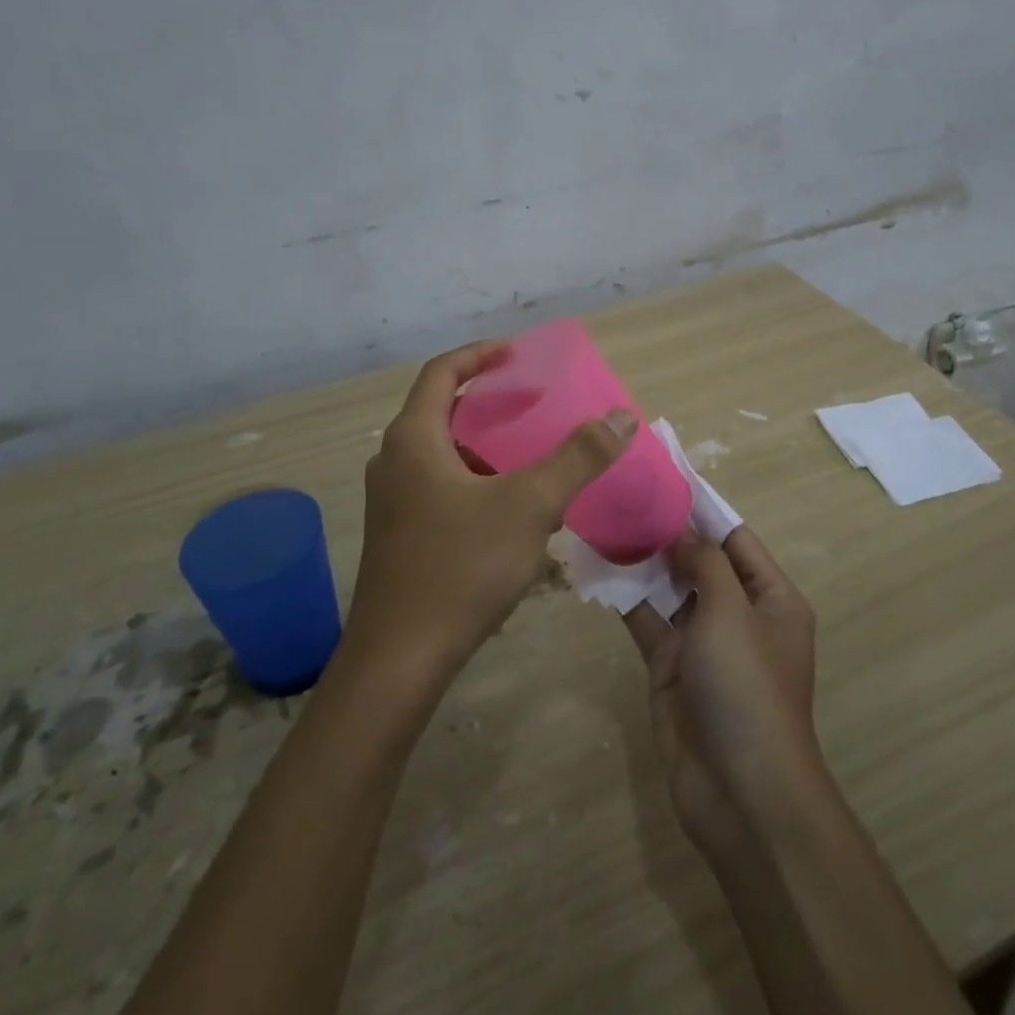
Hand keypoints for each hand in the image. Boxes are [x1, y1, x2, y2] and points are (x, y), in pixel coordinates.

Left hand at [349, 340, 636, 681]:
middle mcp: (395, 461)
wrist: (399, 661)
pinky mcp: (400, 536)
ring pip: (443, 453)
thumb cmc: (460, 568)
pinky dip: (476, 479)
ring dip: (484, 444)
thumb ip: (578, 457)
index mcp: (414, 439)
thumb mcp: (529, 505)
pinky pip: (441, 486)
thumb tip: (621, 416)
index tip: (518, 354)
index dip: (480, 355)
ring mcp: (393, 502)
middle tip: (534, 403)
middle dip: (489, 402)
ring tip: (530, 452)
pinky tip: (511, 509)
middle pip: (442, 410)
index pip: (442, 372)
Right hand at [624, 526, 820, 855]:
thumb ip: (705, 564)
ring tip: (607, 522)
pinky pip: (648, 622)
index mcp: (771, 598)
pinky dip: (627, 598)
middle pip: (701, 562)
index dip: (703, 510)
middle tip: (625, 497)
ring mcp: (703, 644)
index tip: (666, 478)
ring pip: (670, 590)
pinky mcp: (671, 669)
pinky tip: (599, 569)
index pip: (736, 539)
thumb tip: (682, 533)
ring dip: (644, 562)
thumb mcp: (731, 612)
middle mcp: (739, 616)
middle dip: (668, 533)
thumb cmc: (747, 687)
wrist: (740, 793)